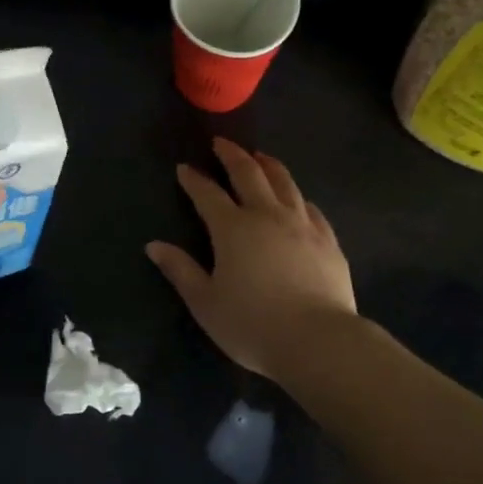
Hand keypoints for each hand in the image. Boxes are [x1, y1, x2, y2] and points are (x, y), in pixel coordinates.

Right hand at [146, 138, 357, 379]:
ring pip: (285, 182)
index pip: (207, 194)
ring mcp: (302, 224)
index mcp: (232, 228)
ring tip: (261, 157)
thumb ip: (181, 271)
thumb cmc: (252, 324)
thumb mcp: (205, 302)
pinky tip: (298, 198)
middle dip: (232, 156)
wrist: (317, 340)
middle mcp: (267, 215)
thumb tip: (154, 246)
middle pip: (249, 174)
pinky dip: (298, 196)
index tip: (184, 168)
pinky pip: (311, 207)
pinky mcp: (328, 240)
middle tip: (223, 143)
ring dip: (269, 165)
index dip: (194, 180)